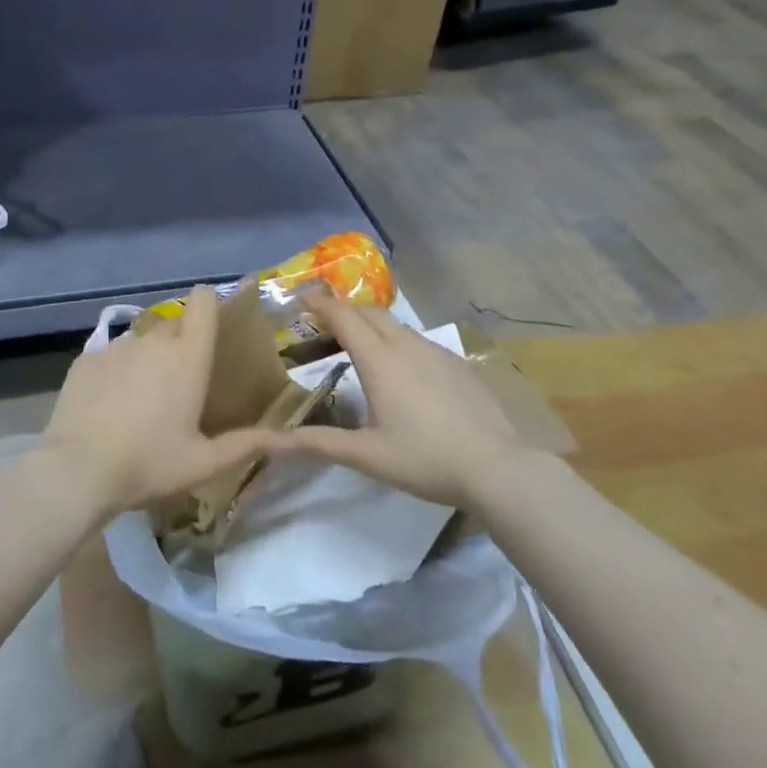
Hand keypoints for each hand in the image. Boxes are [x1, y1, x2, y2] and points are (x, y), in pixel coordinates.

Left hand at [41, 287, 266, 521]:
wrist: (78, 471)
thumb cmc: (149, 464)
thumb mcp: (204, 462)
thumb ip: (249, 444)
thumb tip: (294, 440)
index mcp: (188, 357)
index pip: (203, 301)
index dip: (209, 304)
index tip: (212, 327)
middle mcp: (153, 340)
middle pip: (174, 324)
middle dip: (180, 345)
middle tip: (179, 385)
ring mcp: (116, 346)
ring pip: (140, 341)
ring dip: (146, 359)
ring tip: (140, 400)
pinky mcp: (85, 359)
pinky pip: (109, 355)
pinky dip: (115, 372)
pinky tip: (108, 405)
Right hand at [282, 290, 536, 508]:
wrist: (496, 467)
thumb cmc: (424, 459)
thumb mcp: (365, 455)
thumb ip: (317, 443)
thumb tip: (270, 442)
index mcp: (380, 360)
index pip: (343, 316)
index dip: (320, 304)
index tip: (301, 300)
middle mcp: (406, 345)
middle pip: (369, 312)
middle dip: (343, 310)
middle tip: (323, 322)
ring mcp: (436, 351)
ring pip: (396, 324)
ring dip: (371, 323)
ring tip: (358, 343)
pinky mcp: (457, 362)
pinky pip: (417, 339)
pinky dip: (396, 339)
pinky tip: (401, 367)